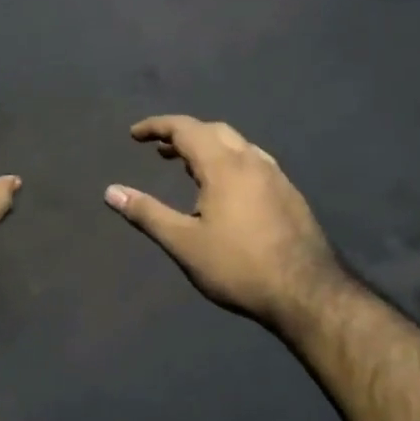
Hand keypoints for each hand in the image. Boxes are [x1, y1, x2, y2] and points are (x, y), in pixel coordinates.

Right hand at [105, 115, 344, 330]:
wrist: (308, 293)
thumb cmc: (238, 267)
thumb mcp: (184, 243)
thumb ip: (147, 213)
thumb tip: (111, 191)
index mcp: (224, 165)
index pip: (185, 129)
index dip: (157, 127)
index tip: (134, 135)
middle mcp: (252, 161)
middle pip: (213, 131)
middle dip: (183, 134)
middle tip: (160, 151)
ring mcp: (276, 177)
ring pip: (237, 145)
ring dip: (208, 147)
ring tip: (188, 168)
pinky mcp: (290, 194)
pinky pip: (253, 162)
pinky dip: (229, 161)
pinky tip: (226, 190)